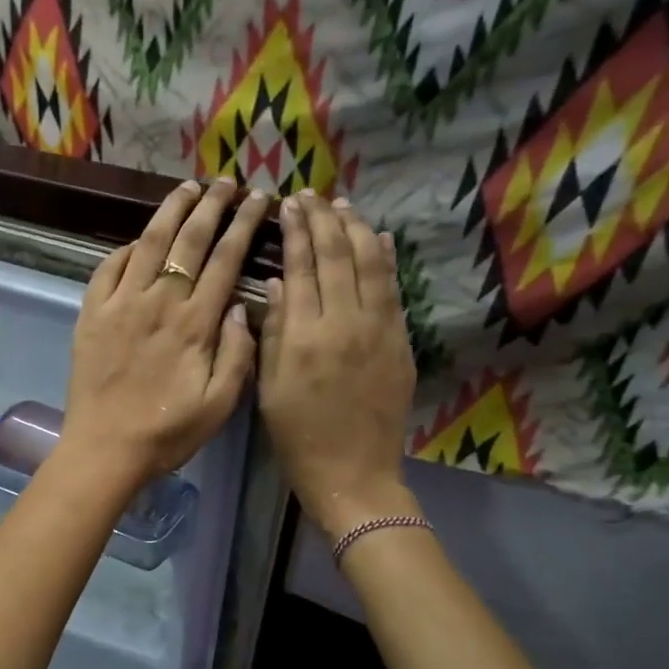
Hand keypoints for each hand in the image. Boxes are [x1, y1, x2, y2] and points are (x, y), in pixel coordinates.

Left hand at [60, 177, 265, 490]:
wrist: (105, 449)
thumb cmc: (167, 432)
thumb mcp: (220, 404)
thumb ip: (238, 352)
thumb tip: (242, 305)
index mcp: (194, 323)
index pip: (225, 259)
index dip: (244, 224)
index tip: (259, 200)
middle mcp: (157, 302)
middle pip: (188, 240)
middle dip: (211, 204)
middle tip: (227, 183)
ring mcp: (119, 305)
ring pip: (147, 243)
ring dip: (170, 211)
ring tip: (187, 188)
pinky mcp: (90, 315)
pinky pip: (107, 268)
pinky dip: (125, 248)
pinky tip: (138, 239)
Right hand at [258, 192, 418, 537]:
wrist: (353, 473)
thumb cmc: (297, 437)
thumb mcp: (268, 388)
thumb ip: (272, 332)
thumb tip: (277, 283)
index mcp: (304, 336)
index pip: (300, 268)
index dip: (295, 232)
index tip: (287, 205)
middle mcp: (344, 322)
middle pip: (336, 257)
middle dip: (322, 220)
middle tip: (310, 196)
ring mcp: (379, 329)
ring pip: (370, 264)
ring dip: (356, 230)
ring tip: (342, 207)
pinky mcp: (400, 342)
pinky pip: (393, 290)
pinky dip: (385, 260)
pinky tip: (378, 239)